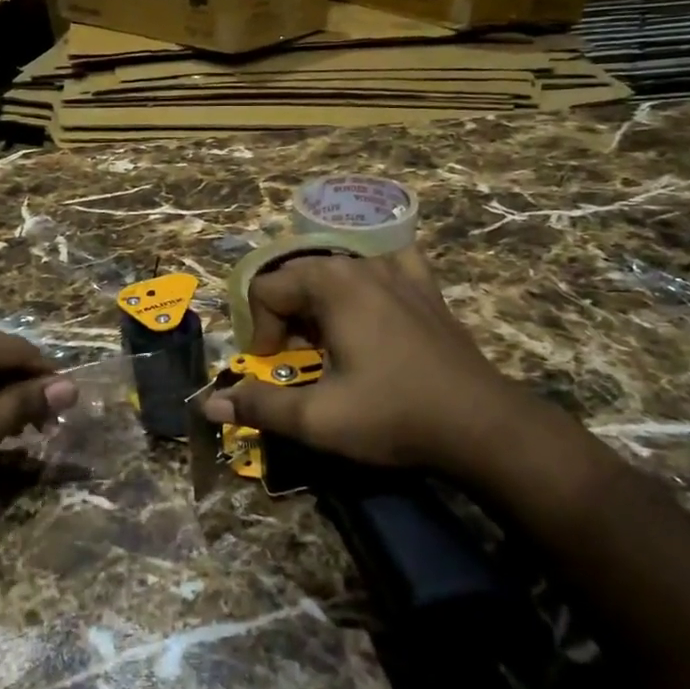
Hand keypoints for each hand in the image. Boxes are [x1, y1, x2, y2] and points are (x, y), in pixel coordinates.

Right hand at [201, 250, 600, 496]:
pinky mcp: (426, 287)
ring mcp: (399, 271)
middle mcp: (361, 264)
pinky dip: (367, 281)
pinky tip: (373, 304)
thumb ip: (260, 406)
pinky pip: (385, 266)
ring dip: (319, 302)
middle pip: (298, 275)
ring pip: (337, 270)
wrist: (480, 424)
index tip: (274, 368)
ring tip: (329, 341)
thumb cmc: (393, 415)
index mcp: (331, 284)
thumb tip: (209, 403)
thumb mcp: (317, 419)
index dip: (259, 330)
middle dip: (284, 315)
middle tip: (296, 358)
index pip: (267, 289)